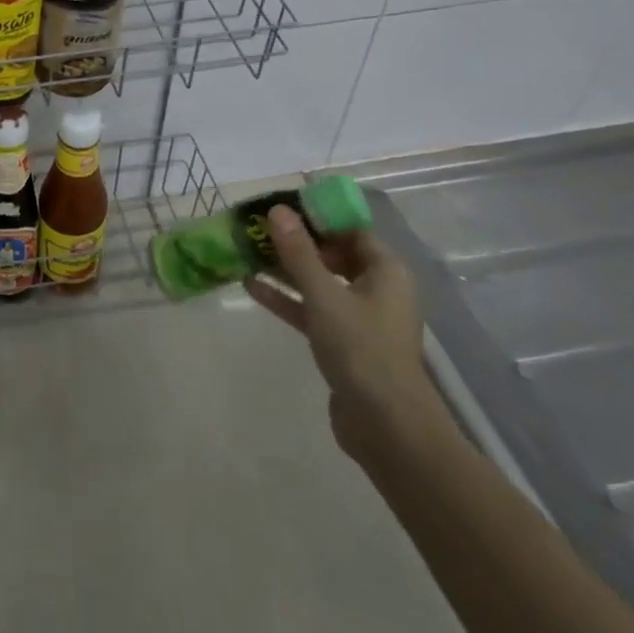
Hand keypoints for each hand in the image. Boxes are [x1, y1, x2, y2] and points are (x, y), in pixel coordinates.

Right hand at [244, 206, 446, 467]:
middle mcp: (377, 288)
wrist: (386, 426)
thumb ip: (298, 252)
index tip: (281, 206)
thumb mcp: (323, 295)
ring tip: (247, 252)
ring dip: (286, 269)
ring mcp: (360, 318)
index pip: (350, 228)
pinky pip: (312, 309)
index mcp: (385, 270)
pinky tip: (251, 286)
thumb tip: (278, 210)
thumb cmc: (361, 348)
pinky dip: (287, 298)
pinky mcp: (343, 343)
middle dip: (295, 241)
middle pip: (333, 253)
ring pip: (319, 282)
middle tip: (257, 228)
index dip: (317, 215)